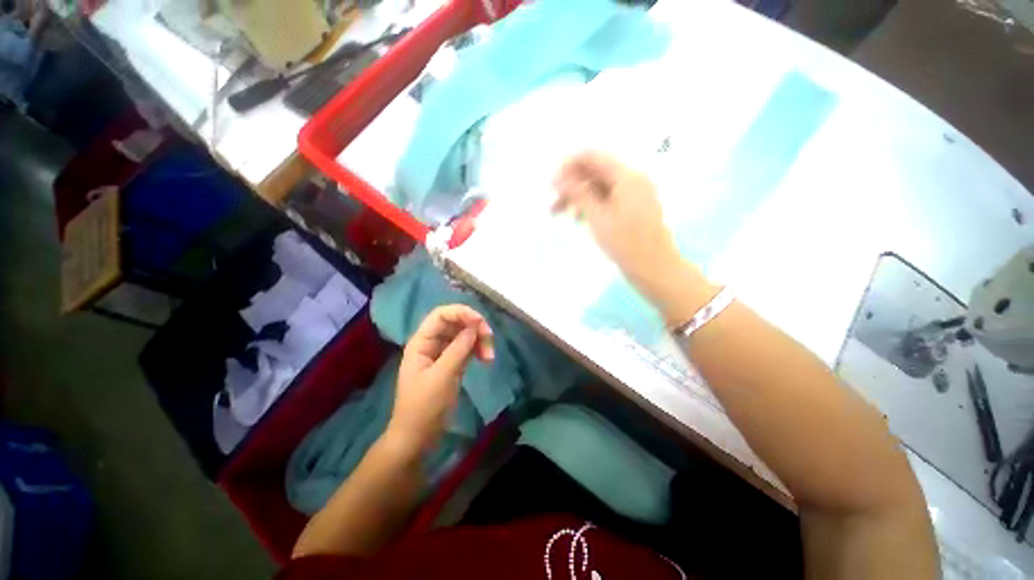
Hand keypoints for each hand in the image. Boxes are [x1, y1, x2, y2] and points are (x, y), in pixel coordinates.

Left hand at [387, 305, 493, 452]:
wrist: (418, 437)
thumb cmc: (424, 407)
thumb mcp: (442, 376)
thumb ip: (458, 348)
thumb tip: (475, 326)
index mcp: (422, 342)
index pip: (441, 315)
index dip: (461, 312)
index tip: (481, 322)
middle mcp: (432, 343)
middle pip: (456, 322)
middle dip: (474, 327)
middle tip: (490, 339)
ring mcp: (443, 353)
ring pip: (464, 335)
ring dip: (479, 340)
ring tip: (490, 357)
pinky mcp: (453, 363)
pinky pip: (468, 348)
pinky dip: (478, 350)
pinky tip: (486, 360)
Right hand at [553, 151, 717, 324]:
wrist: (654, 268)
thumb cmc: (626, 244)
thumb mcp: (598, 218)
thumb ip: (579, 194)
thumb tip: (559, 178)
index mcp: (627, 177)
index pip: (593, 156)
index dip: (569, 165)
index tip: (552, 183)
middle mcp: (632, 179)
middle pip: (595, 172)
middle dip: (571, 185)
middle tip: (552, 203)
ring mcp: (633, 194)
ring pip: (599, 186)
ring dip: (578, 197)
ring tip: (558, 213)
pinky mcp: (632, 207)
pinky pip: (607, 198)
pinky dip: (591, 205)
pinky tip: (577, 219)